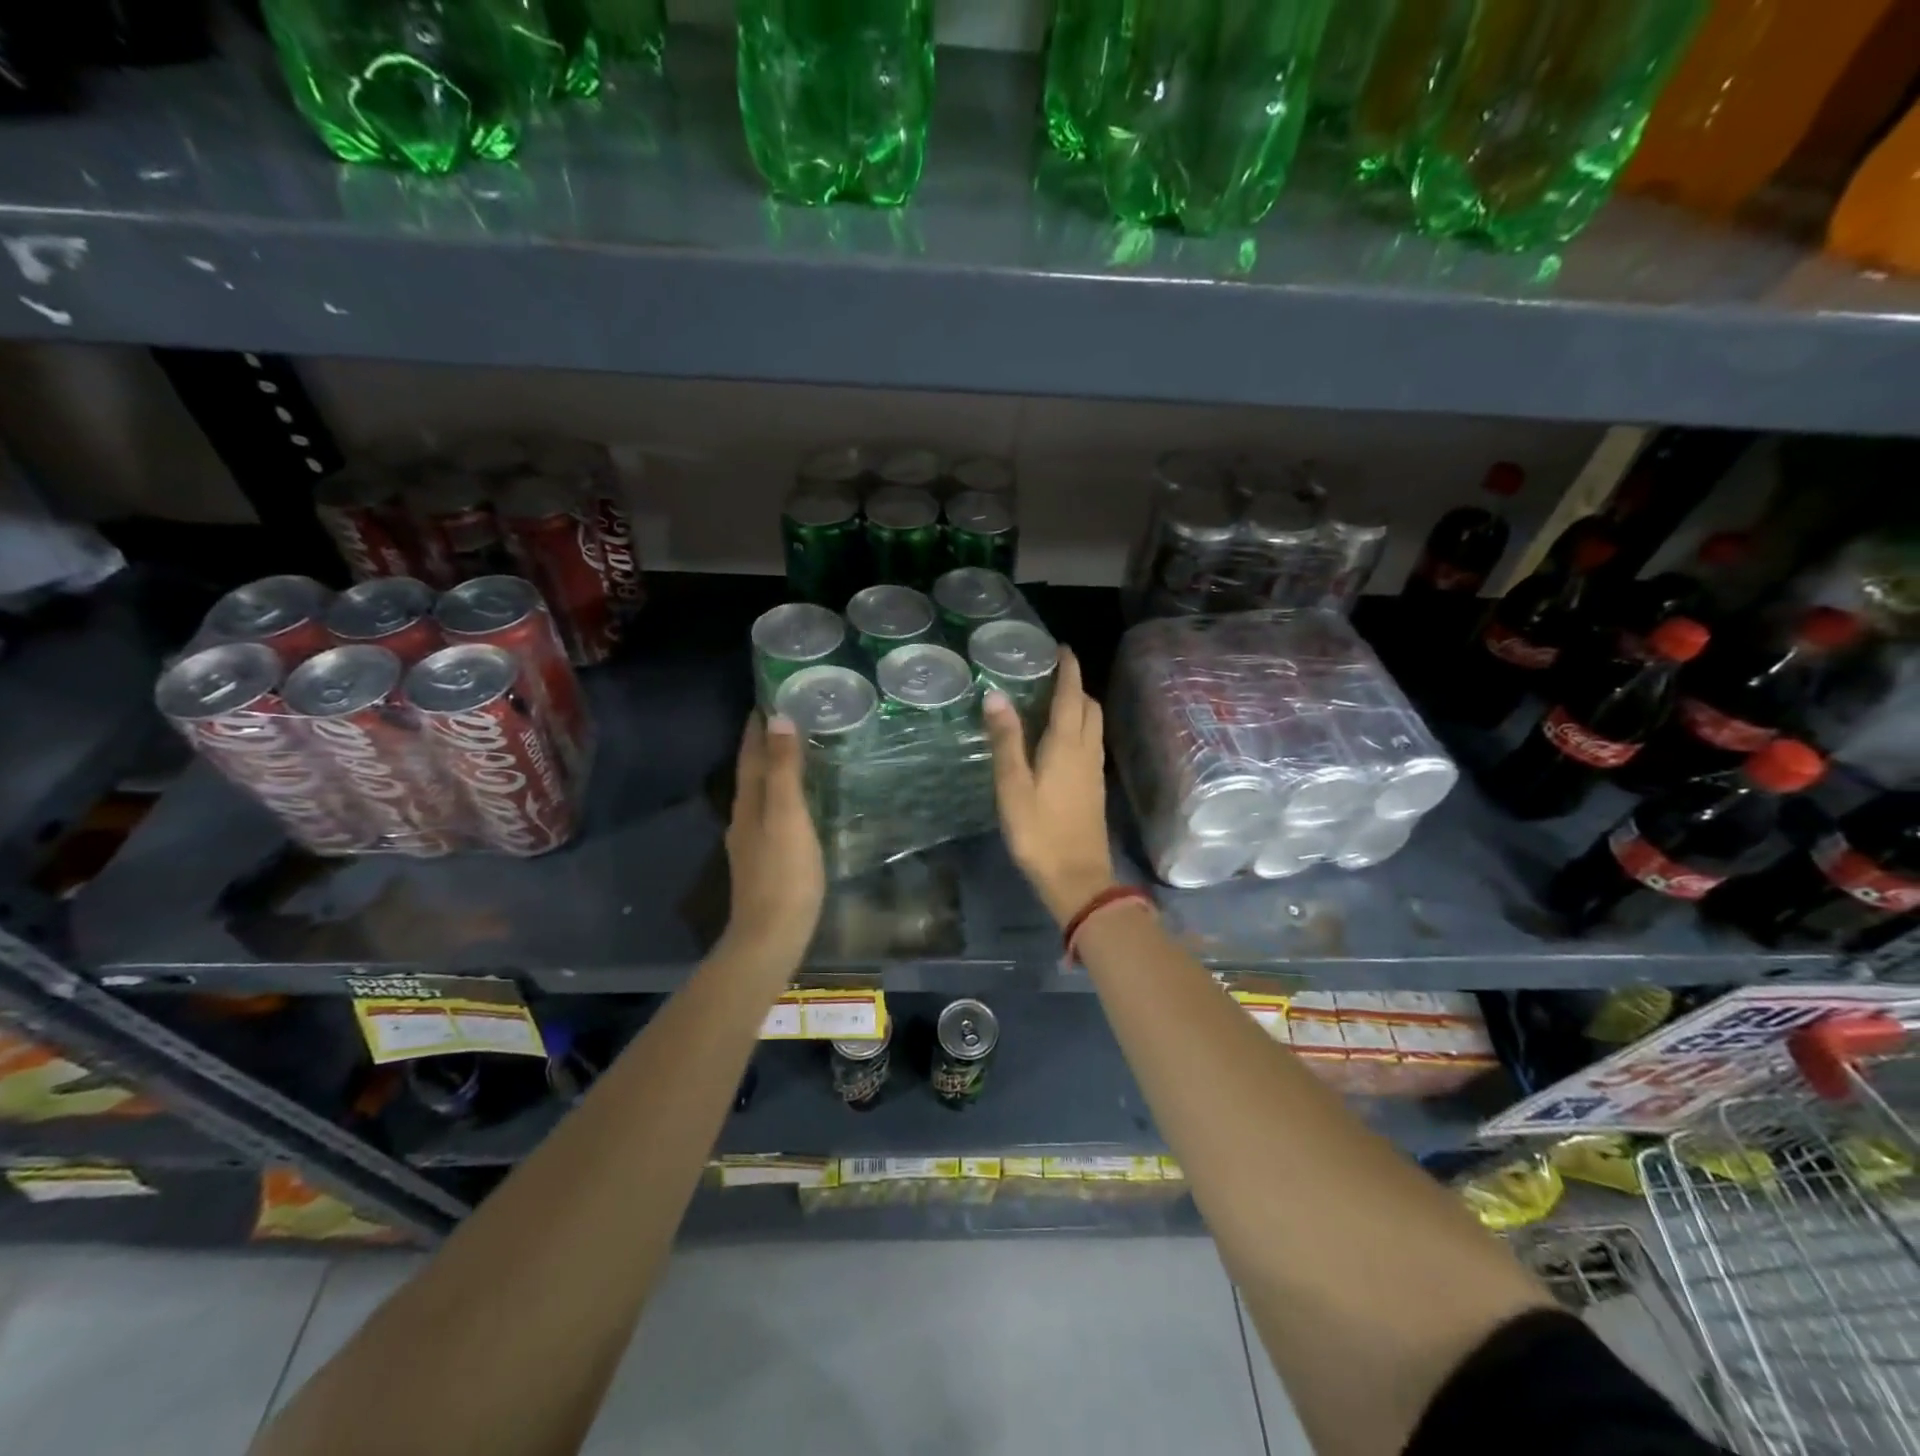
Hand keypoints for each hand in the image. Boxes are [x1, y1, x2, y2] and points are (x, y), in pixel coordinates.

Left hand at [719, 713, 824, 976]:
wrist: (771, 936)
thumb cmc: (784, 873)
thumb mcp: (788, 815)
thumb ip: (783, 769)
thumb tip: (777, 719)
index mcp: (749, 802)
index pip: (751, 755)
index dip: (757, 727)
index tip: (767, 697)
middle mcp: (745, 817)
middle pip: (752, 772)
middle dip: (764, 744)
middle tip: (785, 718)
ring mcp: (752, 842)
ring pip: (760, 794)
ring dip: (772, 770)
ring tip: (793, 753)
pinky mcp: (765, 862)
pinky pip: (771, 815)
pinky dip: (780, 797)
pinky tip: (794, 805)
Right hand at [982, 648, 1117, 925]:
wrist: (1077, 878)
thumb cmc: (1039, 832)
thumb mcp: (1013, 786)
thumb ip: (1006, 740)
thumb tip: (996, 696)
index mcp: (1066, 744)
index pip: (1071, 695)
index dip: (1068, 669)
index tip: (1061, 648)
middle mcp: (1086, 751)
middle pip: (1089, 707)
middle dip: (1075, 685)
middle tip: (1050, 675)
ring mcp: (1094, 771)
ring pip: (1093, 725)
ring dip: (1079, 706)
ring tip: (1053, 701)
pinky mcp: (1094, 788)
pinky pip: (1090, 743)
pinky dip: (1079, 728)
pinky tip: (1060, 740)